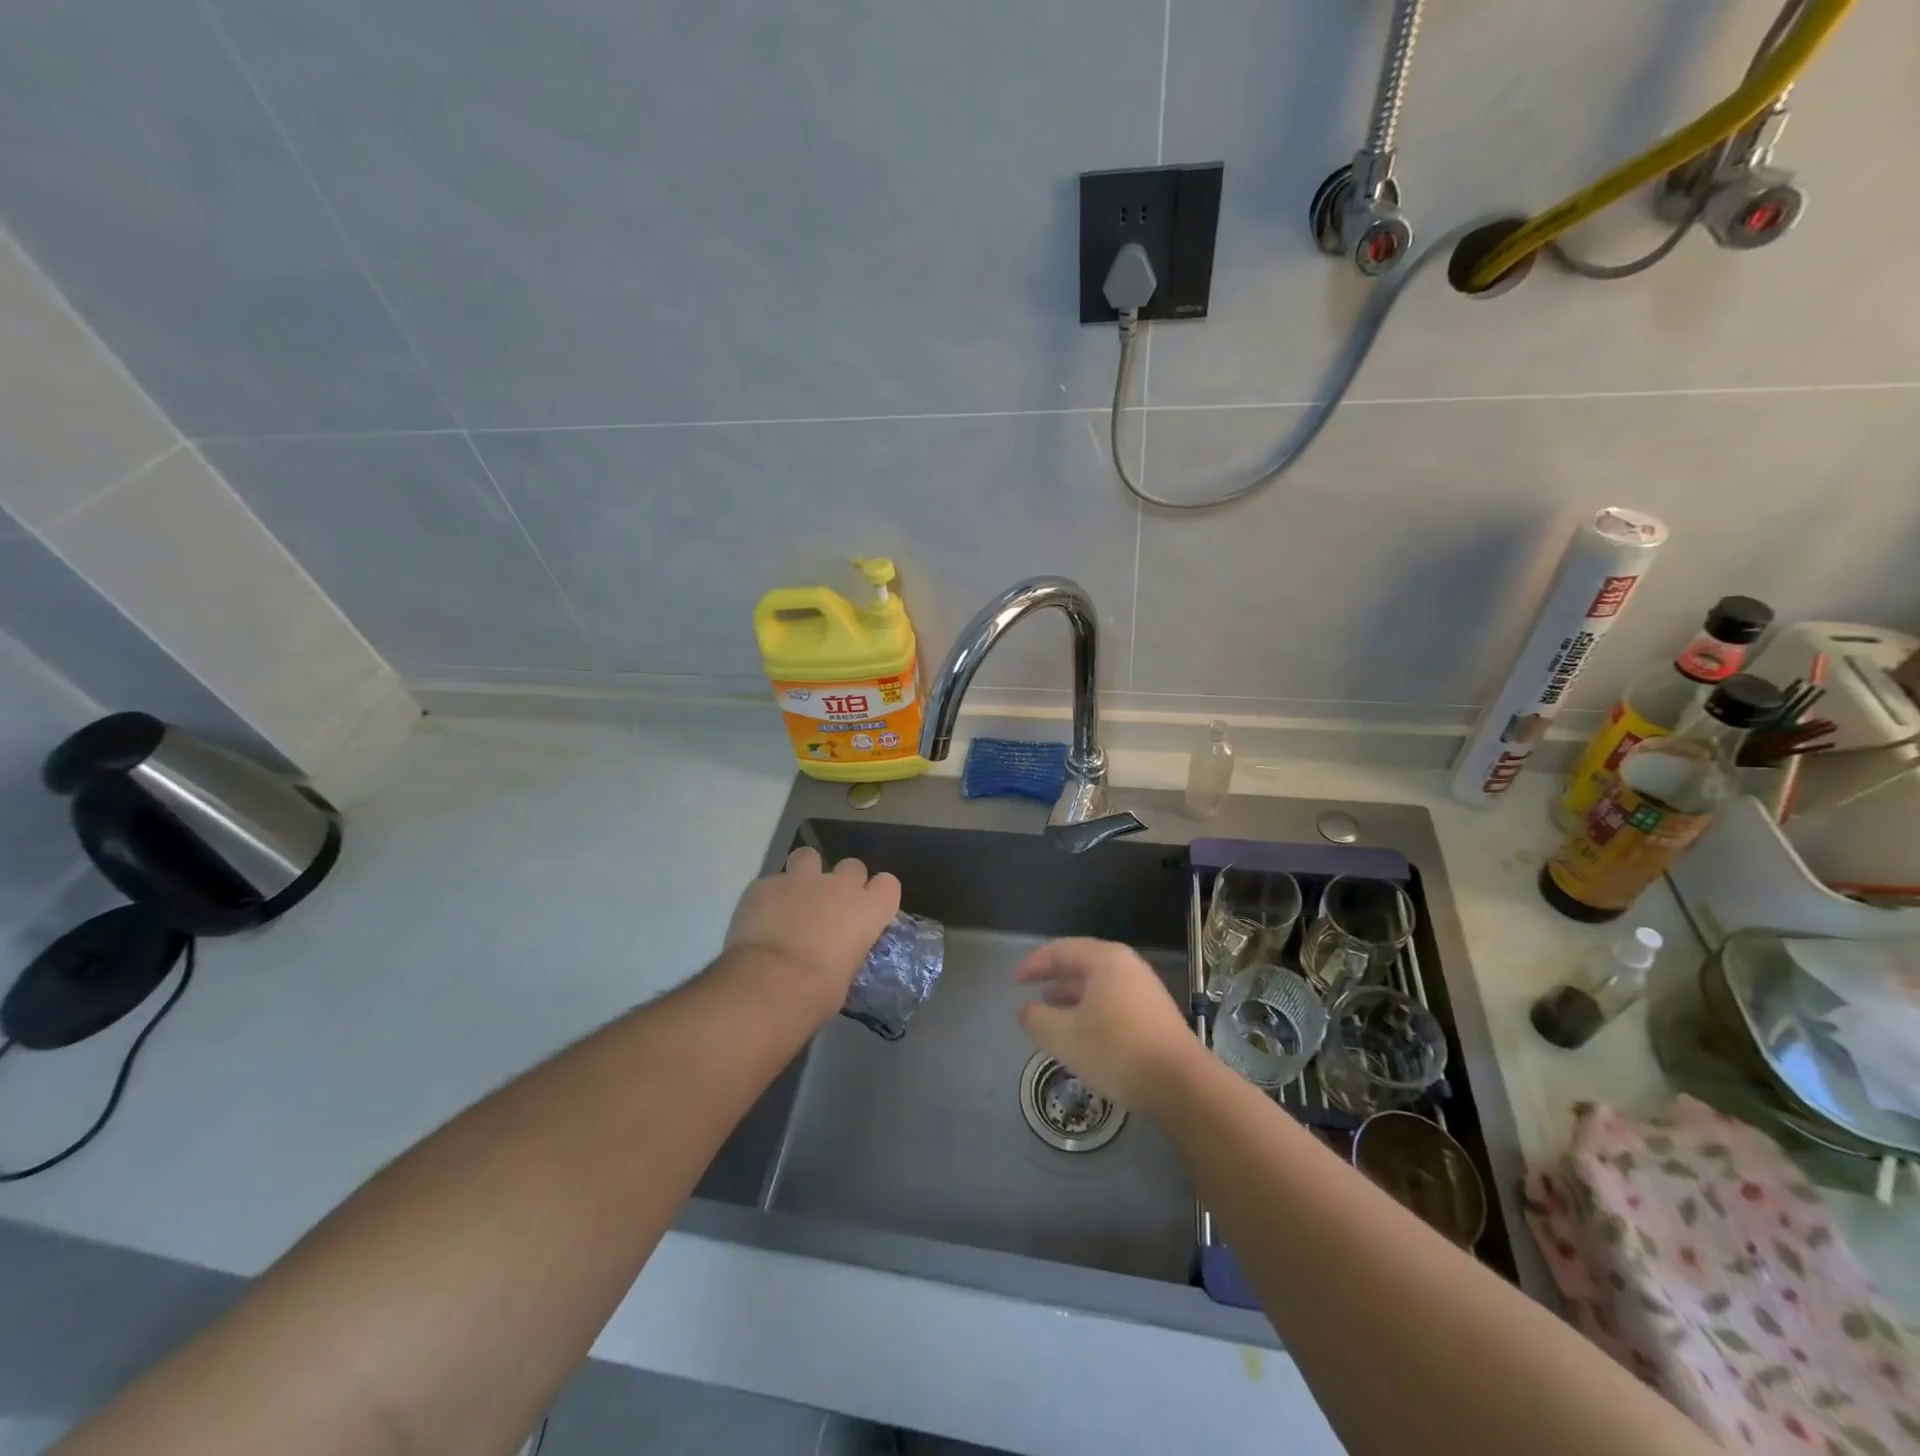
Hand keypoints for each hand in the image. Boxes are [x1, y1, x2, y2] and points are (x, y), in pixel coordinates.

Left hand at [723, 846, 900, 1020]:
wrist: (770, 984)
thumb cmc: (819, 992)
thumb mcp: (847, 973)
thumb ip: (846, 949)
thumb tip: (836, 952)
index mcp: (868, 909)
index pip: (888, 884)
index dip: (877, 895)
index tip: (867, 911)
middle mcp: (839, 885)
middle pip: (852, 866)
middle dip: (842, 883)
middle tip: (828, 908)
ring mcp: (800, 879)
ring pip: (808, 857)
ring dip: (804, 874)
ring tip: (793, 899)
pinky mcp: (765, 884)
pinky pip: (771, 882)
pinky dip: (768, 897)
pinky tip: (760, 918)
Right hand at [1013, 938, 1201, 1110]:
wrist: (1181, 1085)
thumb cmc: (1116, 1050)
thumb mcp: (1064, 1036)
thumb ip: (1037, 1019)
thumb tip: (1027, 1010)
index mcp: (1106, 960)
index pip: (1061, 951)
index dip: (1033, 964)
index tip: (1014, 980)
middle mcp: (1128, 966)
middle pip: (1082, 965)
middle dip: (1054, 979)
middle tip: (1031, 993)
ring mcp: (1145, 990)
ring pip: (1099, 986)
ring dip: (1072, 998)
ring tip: (1051, 1014)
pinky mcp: (1155, 1015)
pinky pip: (1113, 1003)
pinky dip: (1091, 1011)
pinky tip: (1082, 1034)